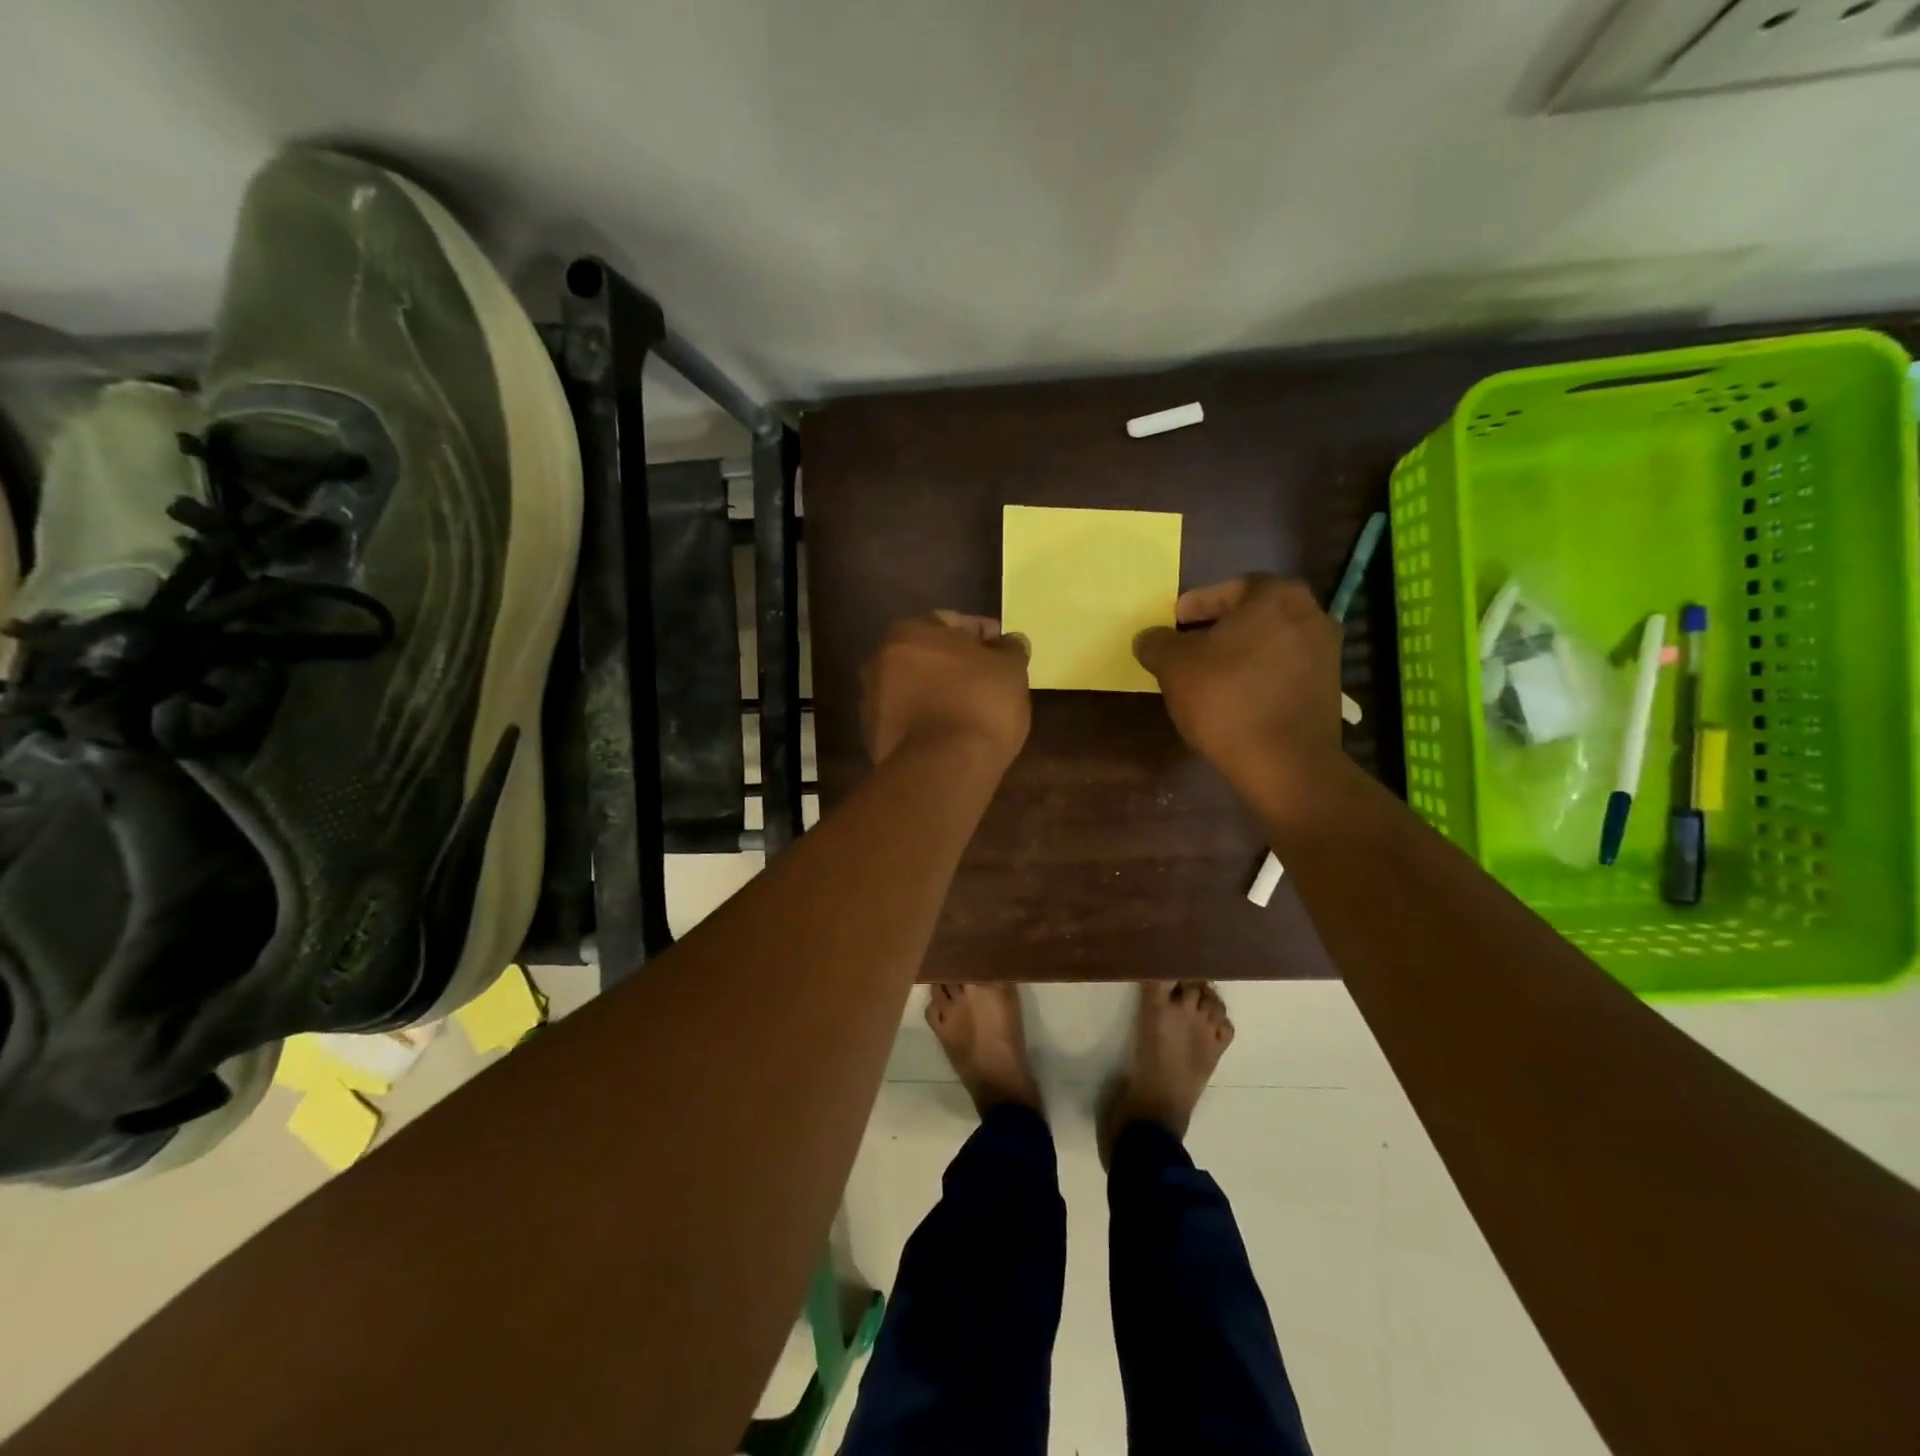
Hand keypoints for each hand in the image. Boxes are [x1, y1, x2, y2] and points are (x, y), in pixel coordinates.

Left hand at [861, 611, 1030, 769]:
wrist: (944, 769)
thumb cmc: (980, 704)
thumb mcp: (1011, 670)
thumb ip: (1011, 649)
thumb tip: (1010, 642)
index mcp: (910, 632)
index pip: (952, 622)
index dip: (983, 635)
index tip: (1004, 651)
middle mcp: (881, 660)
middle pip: (928, 655)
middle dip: (956, 664)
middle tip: (988, 681)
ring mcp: (873, 701)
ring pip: (915, 688)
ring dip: (938, 692)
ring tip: (971, 711)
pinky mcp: (875, 737)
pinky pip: (909, 719)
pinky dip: (928, 720)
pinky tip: (952, 733)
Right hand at [1133, 574, 1344, 796]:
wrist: (1285, 764)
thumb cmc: (1226, 699)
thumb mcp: (1174, 667)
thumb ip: (1157, 643)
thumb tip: (1149, 638)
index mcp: (1275, 596)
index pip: (1227, 589)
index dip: (1194, 606)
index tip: (1172, 624)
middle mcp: (1309, 614)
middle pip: (1251, 615)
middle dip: (1217, 630)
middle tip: (1186, 649)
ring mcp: (1325, 652)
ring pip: (1267, 643)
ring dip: (1237, 655)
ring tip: (1205, 677)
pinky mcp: (1328, 688)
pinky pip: (1282, 670)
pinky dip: (1257, 677)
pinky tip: (1232, 699)